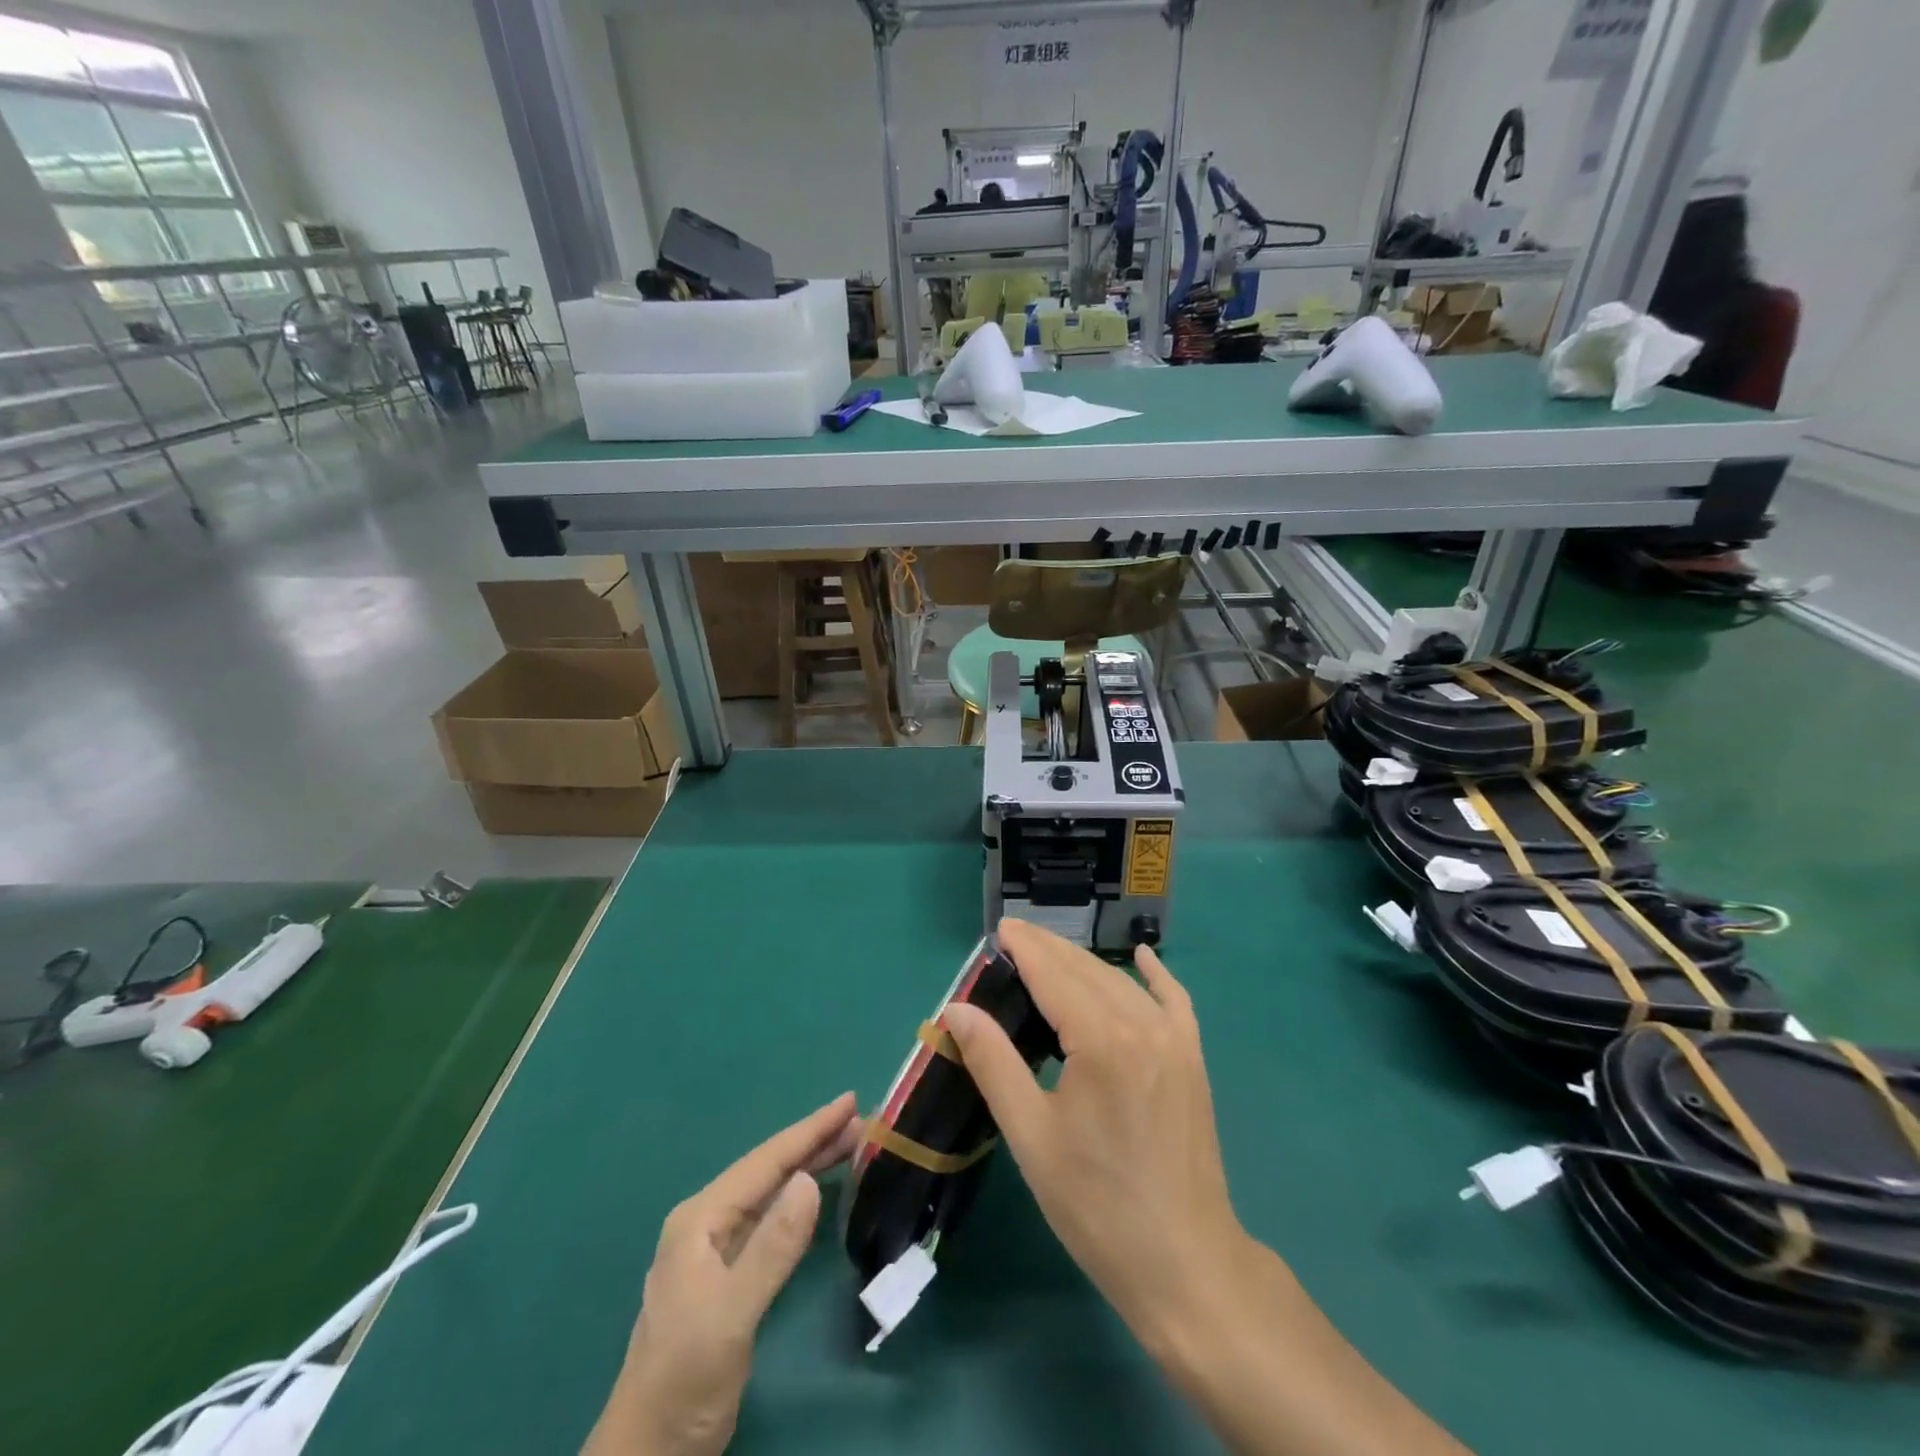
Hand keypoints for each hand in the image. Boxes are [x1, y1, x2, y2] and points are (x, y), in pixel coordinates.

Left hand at [583, 1094, 862, 1455]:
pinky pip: (769, 1218)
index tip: (850, 1101)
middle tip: (863, 1121)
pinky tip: (816, 1192)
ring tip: (851, 1144)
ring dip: (809, 1165)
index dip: (810, 1129)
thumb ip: (772, 1247)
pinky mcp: (726, 1276)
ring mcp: (714, 1250)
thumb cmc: (685, 1380)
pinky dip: (798, 1198)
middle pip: (769, 1169)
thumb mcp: (732, 1315)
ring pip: (770, 1191)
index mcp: (701, 1219)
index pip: (766, 1161)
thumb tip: (809, 1180)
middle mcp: (706, 1223)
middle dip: (814, 1141)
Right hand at [946, 924, 1472, 1455]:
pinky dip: (1156, 976)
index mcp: (1101, 1041)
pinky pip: (1175, 1001)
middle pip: (1087, 970)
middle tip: (1015, 939)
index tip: (1000, 929)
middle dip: (1049, 949)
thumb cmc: (1097, 1206)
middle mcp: (1142, 1025)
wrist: (1185, 1264)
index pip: (1054, 974)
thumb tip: (956, 1009)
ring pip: (1123, 983)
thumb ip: (993, 1063)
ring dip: (1085, 963)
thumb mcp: (1031, 1137)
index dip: (1026, 948)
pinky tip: (1143, 958)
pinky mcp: (1193, 1060)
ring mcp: (1175, 1040)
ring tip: (1050, 955)